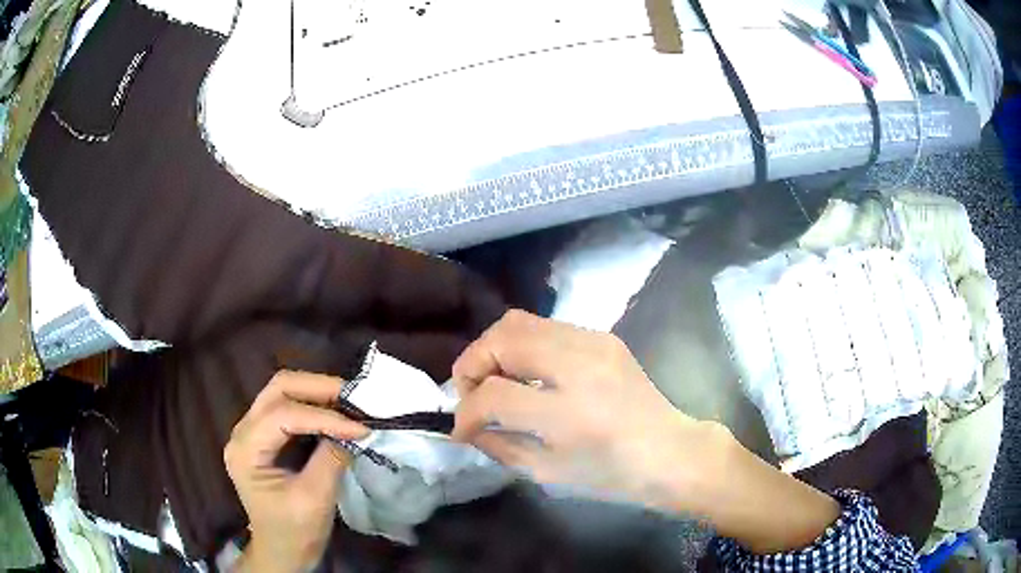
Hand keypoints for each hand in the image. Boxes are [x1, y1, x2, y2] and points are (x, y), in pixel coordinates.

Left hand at [224, 371, 367, 571]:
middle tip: (355, 398)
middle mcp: (243, 431)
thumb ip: (331, 460)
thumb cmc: (294, 532)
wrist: (282, 551)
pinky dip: (314, 405)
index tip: (362, 427)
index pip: (283, 415)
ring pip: (282, 391)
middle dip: (318, 388)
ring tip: (349, 403)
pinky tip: (335, 413)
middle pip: (278, 388)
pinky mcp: (265, 436)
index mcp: (246, 450)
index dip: (324, 417)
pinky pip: (288, 406)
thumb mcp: (315, 499)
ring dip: (317, 392)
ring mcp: (252, 431)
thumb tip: (355, 430)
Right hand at [451, 310, 714, 508]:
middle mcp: (580, 365)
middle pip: (501, 339)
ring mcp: (594, 342)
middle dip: (472, 365)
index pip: (493, 395)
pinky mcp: (602, 336)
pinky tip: (528, 373)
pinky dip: (522, 346)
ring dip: (494, 349)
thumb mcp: (547, 472)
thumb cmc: (611, 474)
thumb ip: (498, 445)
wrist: (669, 452)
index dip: (466, 412)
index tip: (463, 428)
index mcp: (569, 413)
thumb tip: (464, 426)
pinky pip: (545, 326)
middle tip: (472, 393)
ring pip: (519, 320)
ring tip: (495, 379)